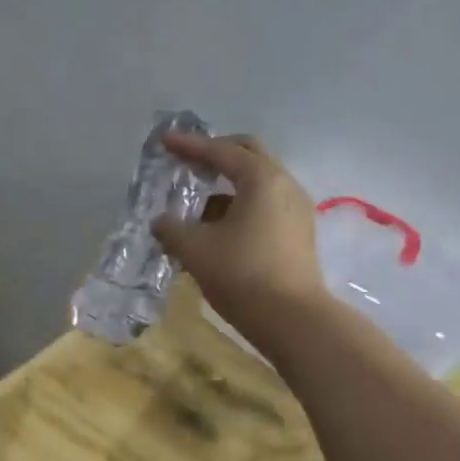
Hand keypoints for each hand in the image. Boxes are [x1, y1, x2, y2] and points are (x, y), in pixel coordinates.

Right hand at [151, 132, 324, 344]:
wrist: (291, 319)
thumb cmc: (241, 274)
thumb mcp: (195, 249)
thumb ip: (172, 229)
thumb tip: (161, 223)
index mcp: (261, 178)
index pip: (220, 151)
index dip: (189, 145)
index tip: (165, 141)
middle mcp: (284, 185)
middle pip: (248, 155)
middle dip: (216, 154)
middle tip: (189, 162)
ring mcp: (296, 209)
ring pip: (258, 183)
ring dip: (227, 185)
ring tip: (197, 206)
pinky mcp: (298, 233)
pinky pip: (265, 205)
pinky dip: (240, 206)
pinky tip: (217, 229)